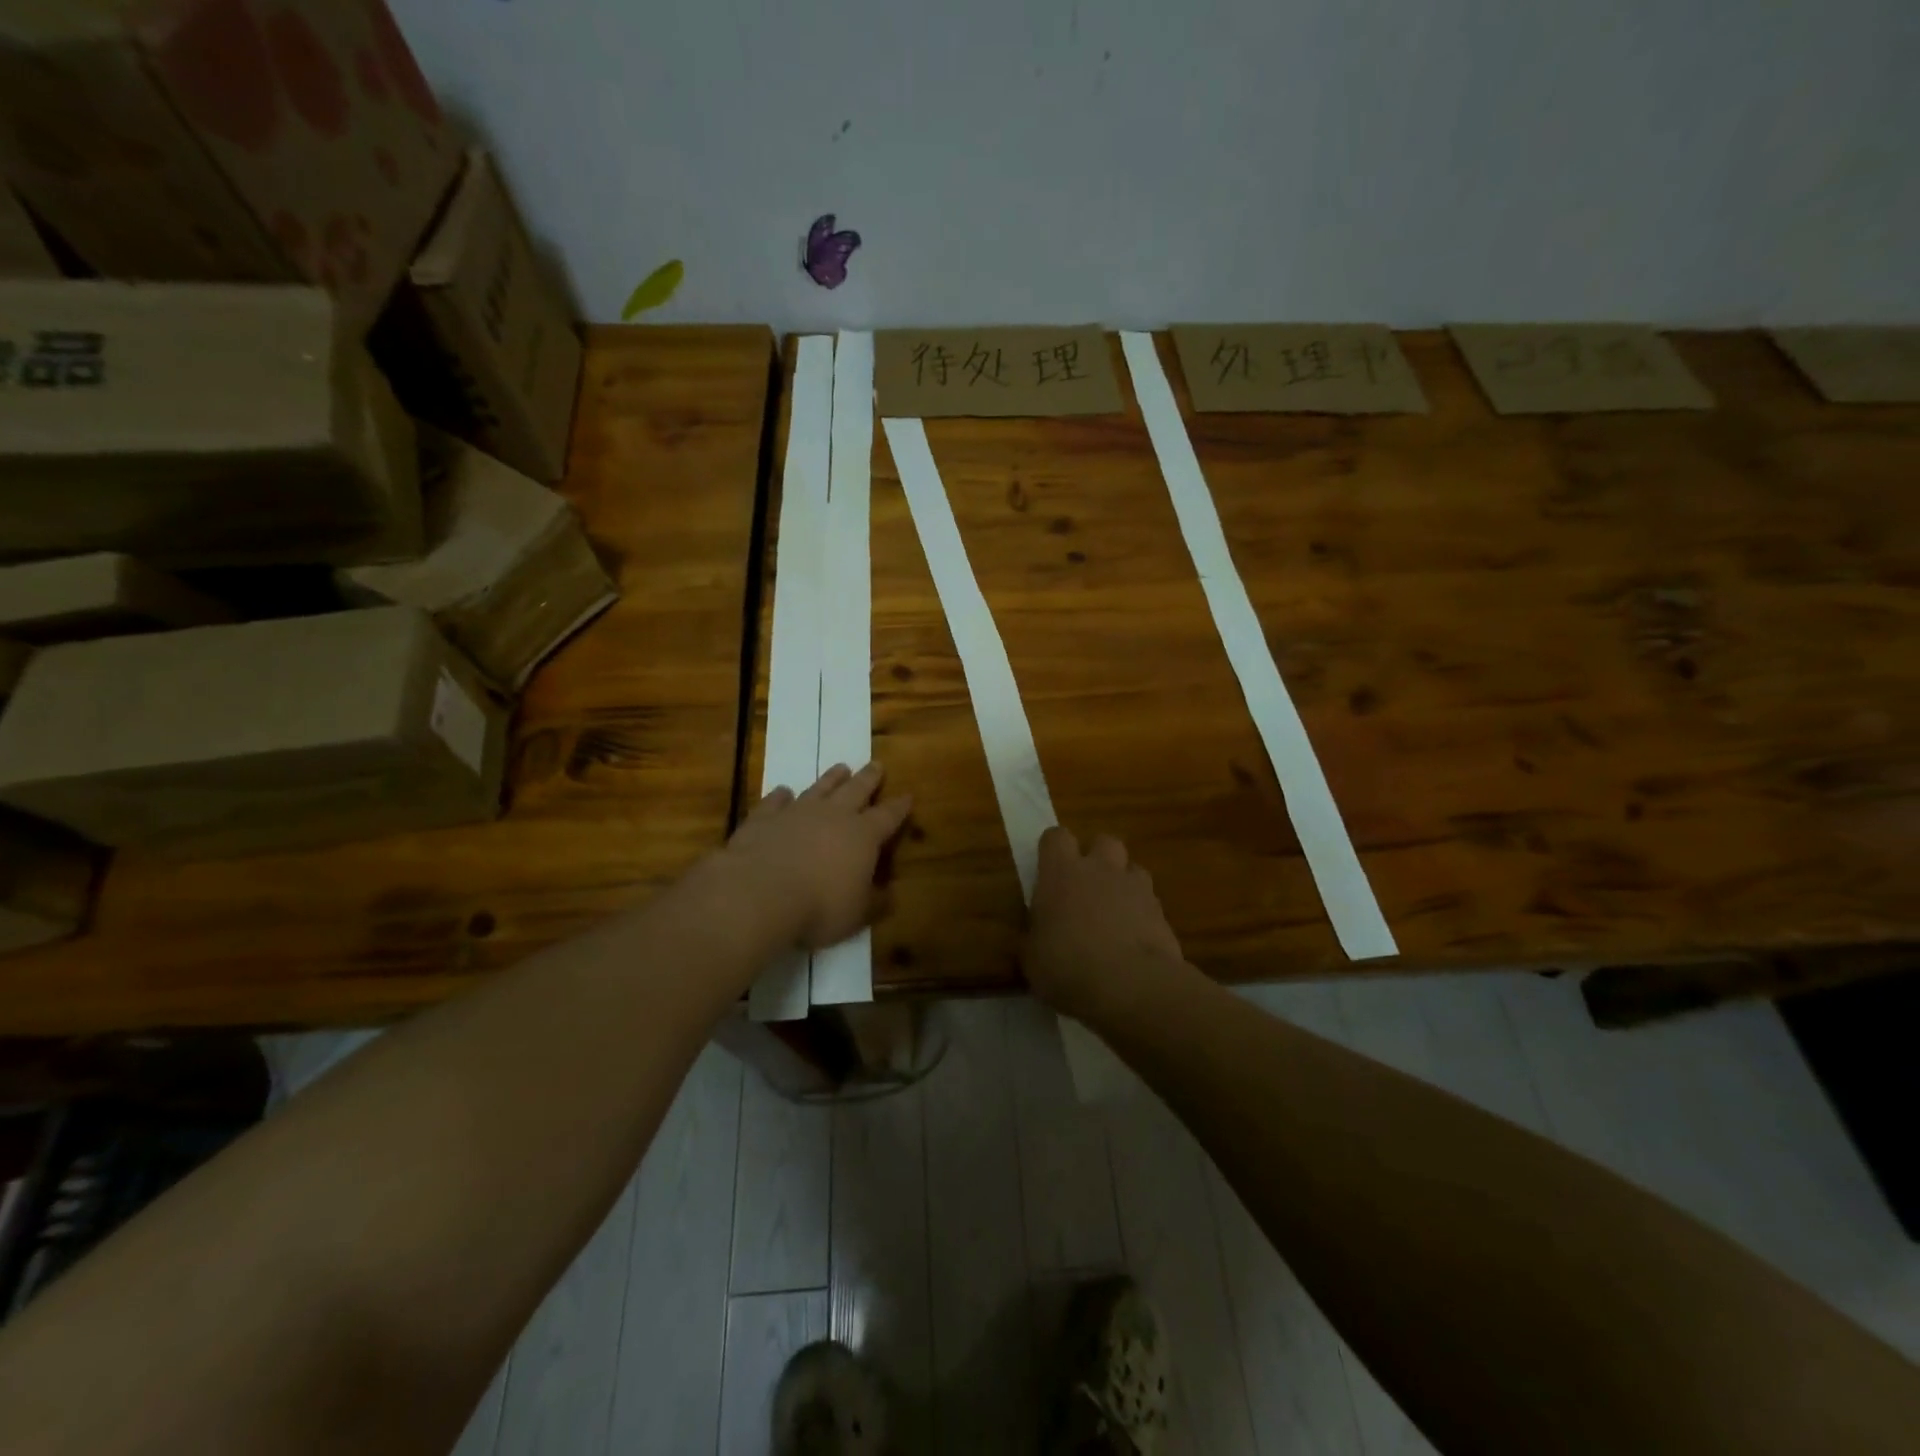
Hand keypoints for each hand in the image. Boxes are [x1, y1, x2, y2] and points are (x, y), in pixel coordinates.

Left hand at [721, 762, 912, 950]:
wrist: (759, 894)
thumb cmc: (818, 908)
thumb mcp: (857, 914)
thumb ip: (875, 902)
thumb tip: (890, 895)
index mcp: (863, 836)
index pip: (887, 816)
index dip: (899, 807)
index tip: (907, 796)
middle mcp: (833, 815)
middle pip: (856, 790)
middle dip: (868, 778)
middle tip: (876, 764)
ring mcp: (796, 812)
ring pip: (820, 788)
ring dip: (831, 778)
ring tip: (841, 767)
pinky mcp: (764, 818)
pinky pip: (775, 801)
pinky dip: (781, 795)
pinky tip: (783, 791)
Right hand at [1023, 826, 1193, 1023]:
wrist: (1131, 986)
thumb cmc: (1068, 966)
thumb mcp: (1032, 959)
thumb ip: (1033, 938)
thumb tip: (1034, 937)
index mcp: (1061, 873)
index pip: (1056, 837)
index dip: (1053, 850)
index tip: (1048, 871)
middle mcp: (1100, 869)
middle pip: (1103, 842)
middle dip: (1096, 858)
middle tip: (1085, 888)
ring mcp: (1136, 888)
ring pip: (1132, 869)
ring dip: (1123, 884)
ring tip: (1114, 914)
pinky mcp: (1162, 913)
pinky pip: (1150, 902)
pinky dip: (1142, 915)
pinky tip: (1134, 941)